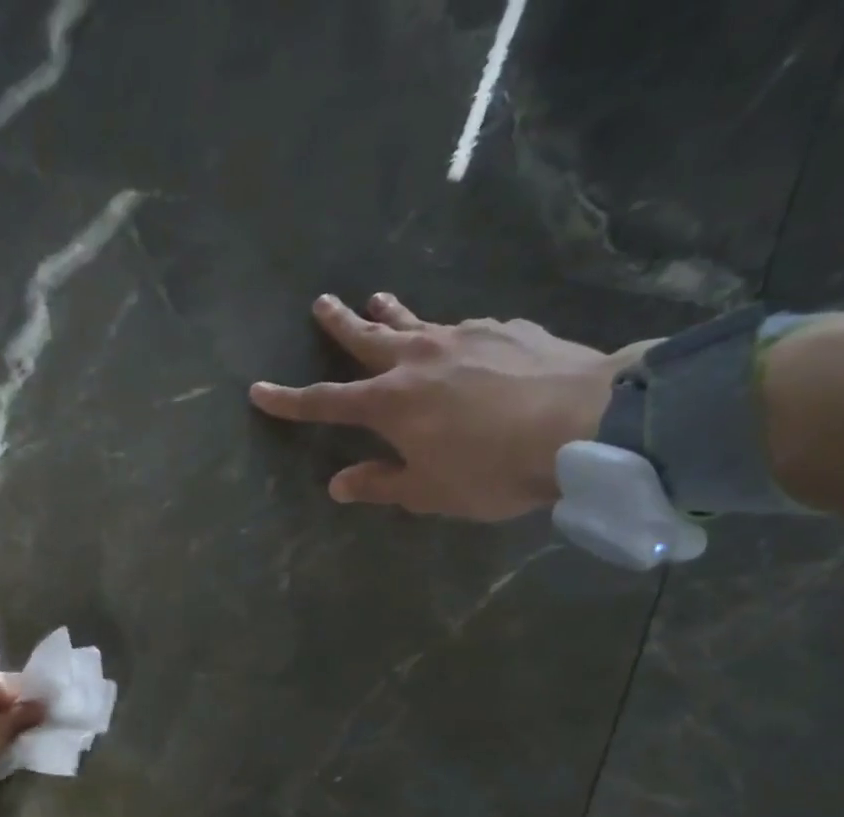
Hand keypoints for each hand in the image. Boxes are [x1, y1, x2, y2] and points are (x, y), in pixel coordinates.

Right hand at [249, 293, 632, 519]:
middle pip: (367, 338)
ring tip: (377, 299)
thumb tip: (338, 484)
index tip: (258, 390)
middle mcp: (418, 359)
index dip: (289, 400)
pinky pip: (464, 330)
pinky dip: (448, 334)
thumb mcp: (428, 491)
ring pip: (416, 321)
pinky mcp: (505, 330)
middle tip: (321, 303)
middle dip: (339, 324)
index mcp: (390, 403)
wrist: (586, 423)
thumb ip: (380, 484)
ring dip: (391, 312)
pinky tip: (458, 340)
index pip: (325, 402)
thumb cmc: (492, 468)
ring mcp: (464, 336)